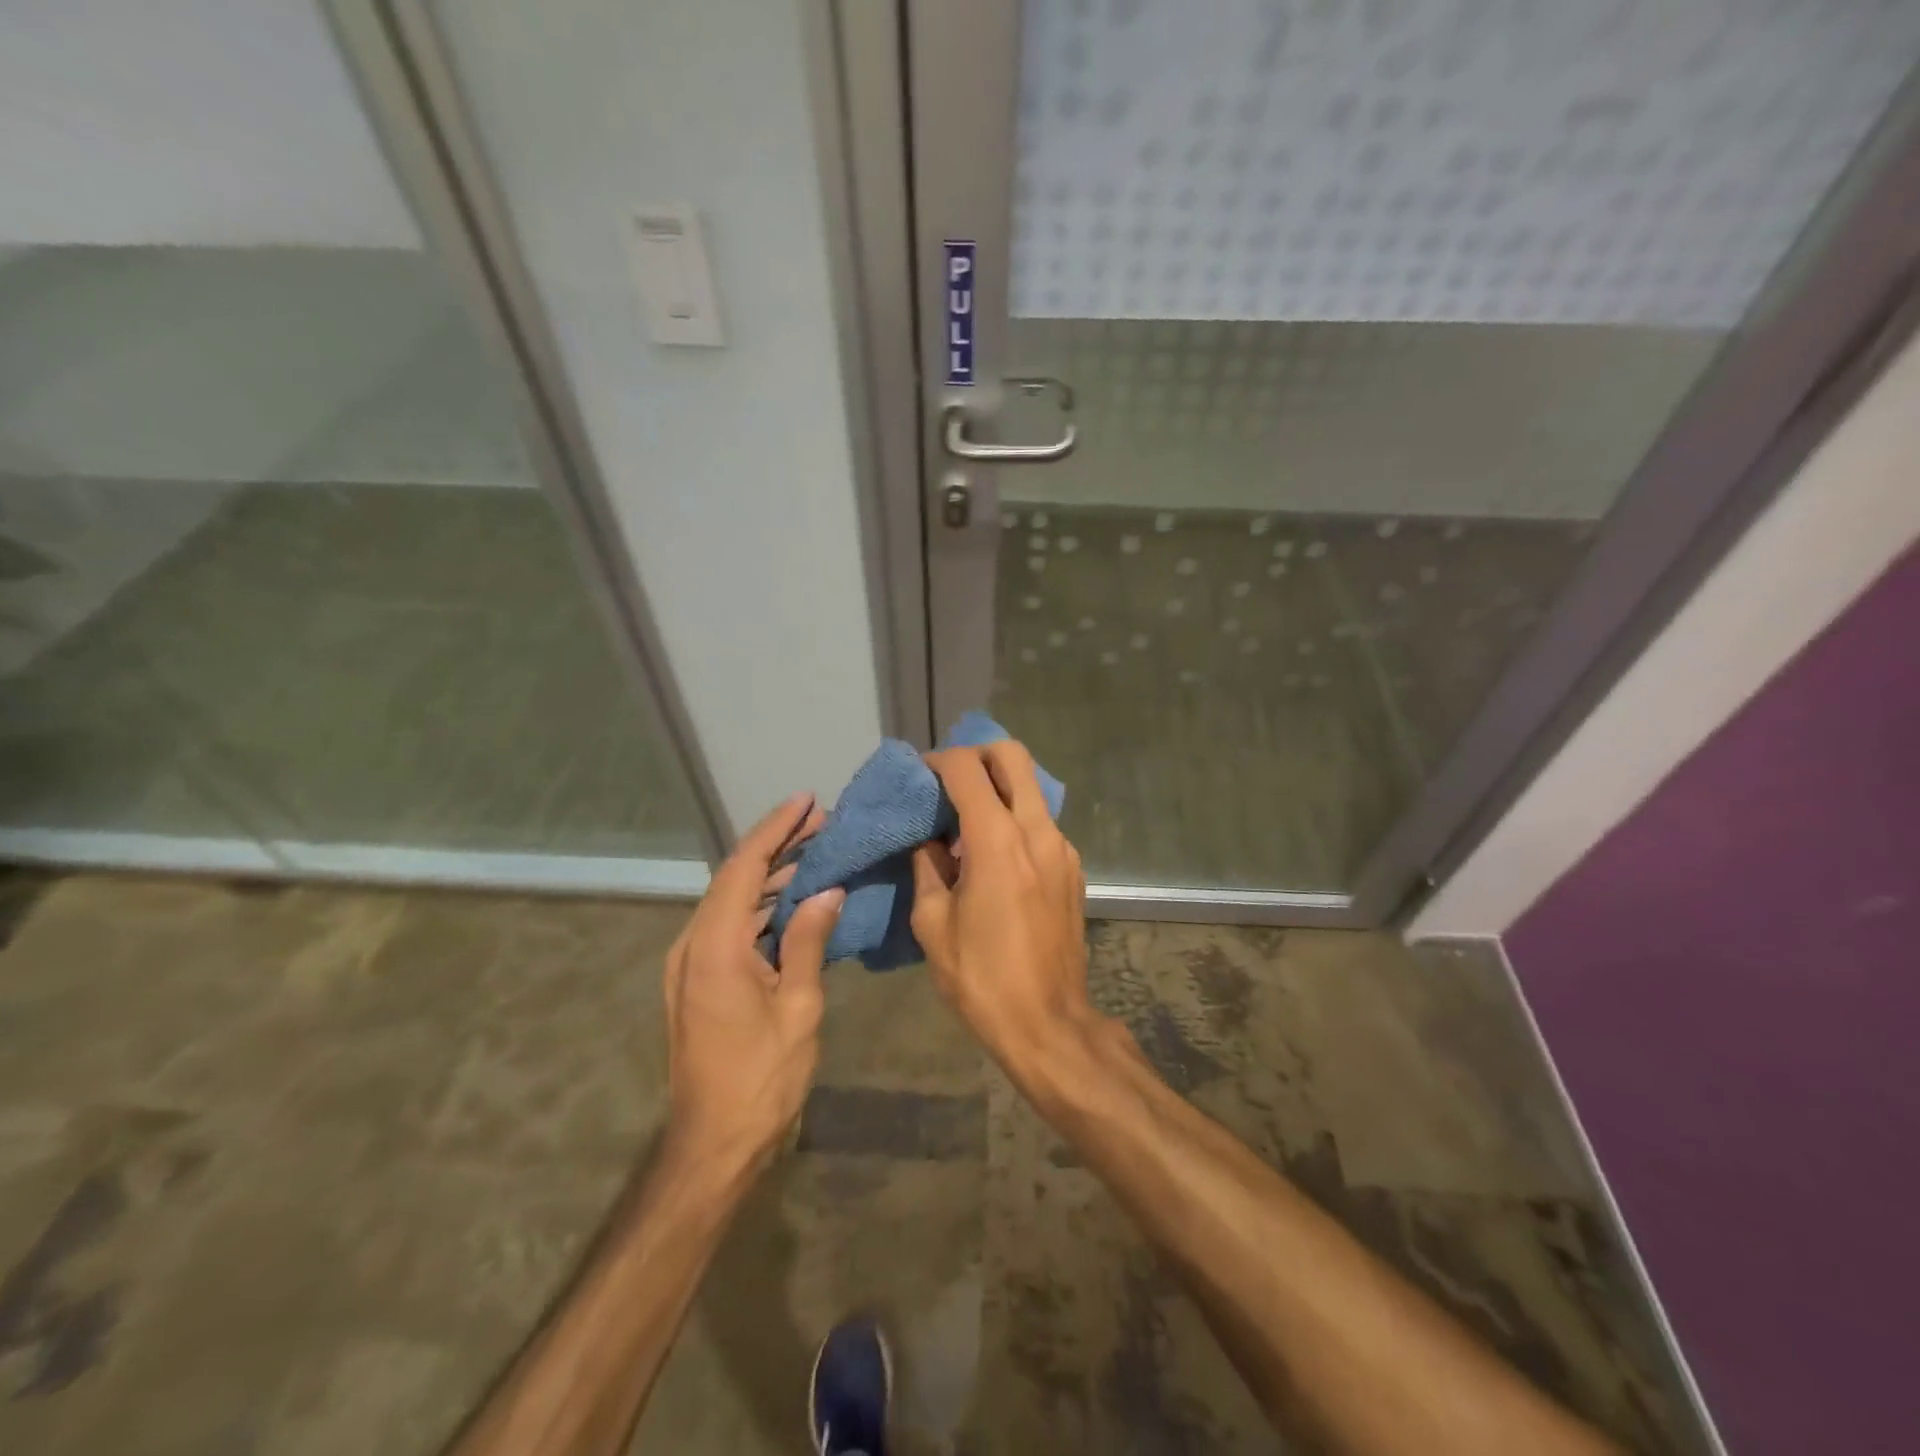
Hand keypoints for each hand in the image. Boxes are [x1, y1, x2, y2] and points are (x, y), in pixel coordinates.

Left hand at [664, 793, 844, 1174]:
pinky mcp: (698, 980)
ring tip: (815, 851)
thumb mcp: (798, 1009)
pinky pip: (731, 927)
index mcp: (714, 947)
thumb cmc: (761, 1079)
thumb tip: (827, 891)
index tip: (807, 801)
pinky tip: (794, 899)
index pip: (744, 868)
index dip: (776, 829)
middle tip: (822, 822)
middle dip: (777, 845)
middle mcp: (692, 945)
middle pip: (736, 878)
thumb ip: (808, 942)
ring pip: (733, 901)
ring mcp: (691, 963)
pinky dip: (762, 906)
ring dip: (771, 875)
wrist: (713, 1145)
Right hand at [910, 742, 1099, 1078]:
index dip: (938, 761)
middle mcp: (1037, 831)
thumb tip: (927, 839)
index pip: (968, 768)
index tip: (919, 777)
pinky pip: (1041, 823)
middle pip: (1013, 757)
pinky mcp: (1073, 869)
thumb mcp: (932, 923)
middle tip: (948, 783)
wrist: (1048, 1024)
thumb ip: (926, 866)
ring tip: (965, 826)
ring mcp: (1063, 848)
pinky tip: (992, 858)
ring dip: (997, 790)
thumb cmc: (981, 977)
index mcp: (998, 841)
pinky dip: (1014, 820)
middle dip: (977, 755)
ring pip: (1030, 789)